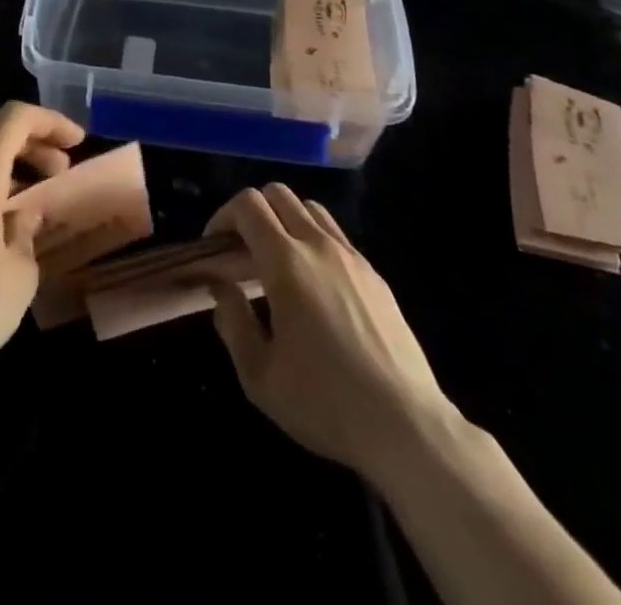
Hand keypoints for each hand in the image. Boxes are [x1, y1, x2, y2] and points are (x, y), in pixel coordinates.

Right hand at [206, 185, 446, 478]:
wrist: (405, 426)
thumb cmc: (324, 402)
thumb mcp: (259, 375)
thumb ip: (232, 321)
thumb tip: (220, 287)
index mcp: (286, 262)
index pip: (248, 205)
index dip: (223, 216)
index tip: (214, 247)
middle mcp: (319, 245)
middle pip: (278, 194)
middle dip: (252, 211)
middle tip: (242, 250)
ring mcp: (351, 257)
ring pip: (310, 208)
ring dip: (285, 220)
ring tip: (276, 261)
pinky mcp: (374, 275)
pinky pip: (336, 235)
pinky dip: (314, 240)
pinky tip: (314, 284)